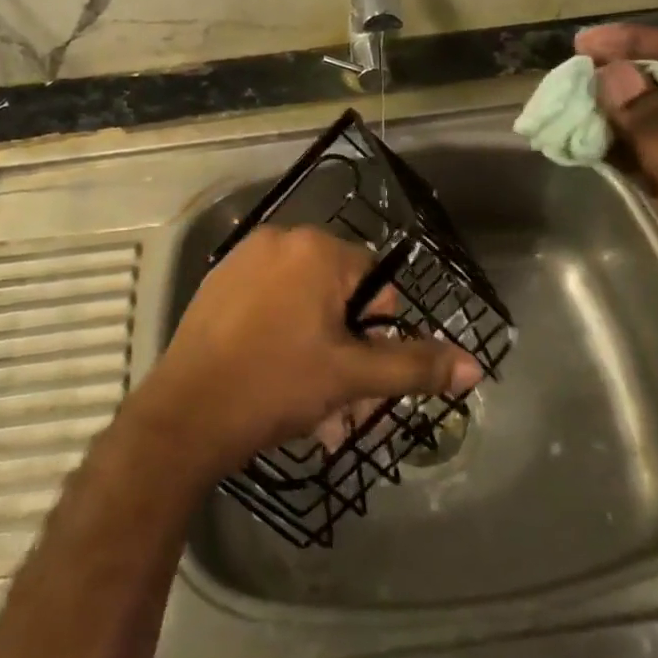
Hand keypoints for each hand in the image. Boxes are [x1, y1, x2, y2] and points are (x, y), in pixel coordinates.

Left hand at [133, 225, 482, 479]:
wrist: (184, 417)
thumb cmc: (275, 386)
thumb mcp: (352, 377)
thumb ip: (414, 365)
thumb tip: (474, 364)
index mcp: (316, 249)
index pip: (375, 283)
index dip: (376, 334)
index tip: (360, 376)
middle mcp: (280, 240)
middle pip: (337, 294)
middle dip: (347, 349)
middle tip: (339, 401)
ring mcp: (243, 259)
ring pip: (303, 302)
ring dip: (317, 349)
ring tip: (308, 403)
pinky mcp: (217, 284)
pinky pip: (268, 303)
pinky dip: (282, 335)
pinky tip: (273, 379)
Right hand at [575, 23, 657, 392]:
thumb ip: (652, 125)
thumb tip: (610, 72)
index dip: (640, 43)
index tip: (586, 42)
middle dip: (624, 80)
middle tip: (571, 76)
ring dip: (618, 117)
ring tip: (568, 108)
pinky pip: (655, 158)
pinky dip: (623, 151)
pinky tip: (585, 145)